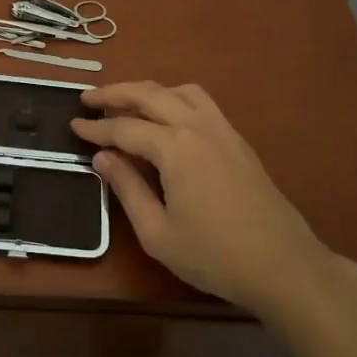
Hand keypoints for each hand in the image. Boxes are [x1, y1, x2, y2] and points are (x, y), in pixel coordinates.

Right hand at [71, 83, 333, 317]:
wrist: (283, 266)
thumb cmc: (214, 256)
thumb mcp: (157, 232)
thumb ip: (127, 188)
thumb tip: (102, 158)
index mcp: (175, 148)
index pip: (125, 128)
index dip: (96, 128)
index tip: (72, 125)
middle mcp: (198, 127)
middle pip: (150, 94)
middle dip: (115, 93)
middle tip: (88, 100)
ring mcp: (223, 130)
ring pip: (180, 91)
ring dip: (149, 91)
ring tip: (126, 105)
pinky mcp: (238, 141)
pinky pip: (201, 103)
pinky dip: (175, 99)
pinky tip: (166, 119)